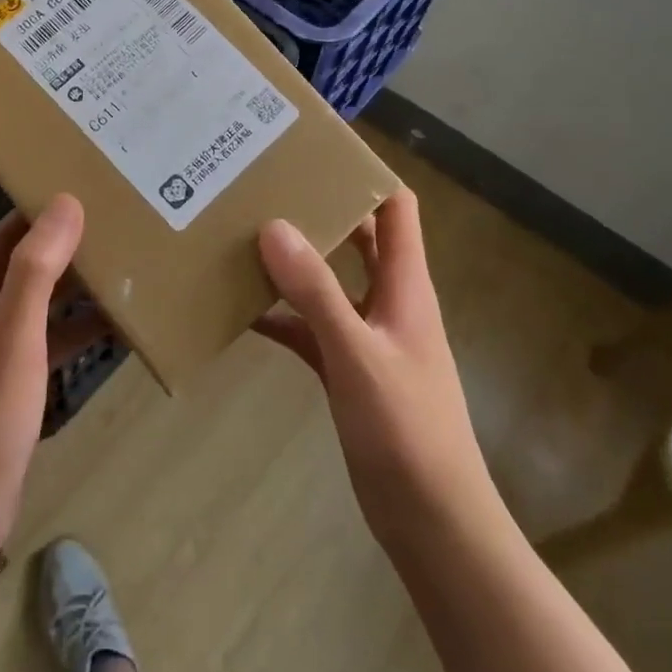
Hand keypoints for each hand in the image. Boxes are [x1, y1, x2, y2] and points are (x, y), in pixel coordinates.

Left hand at [0, 136, 85, 560]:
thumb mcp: (14, 338)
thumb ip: (36, 270)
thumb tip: (63, 203)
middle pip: (4, 237)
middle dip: (35, 205)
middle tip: (80, 171)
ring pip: (33, 281)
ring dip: (65, 259)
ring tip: (112, 229)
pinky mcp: (15, 370)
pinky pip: (50, 326)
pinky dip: (77, 315)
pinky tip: (118, 310)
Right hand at [255, 187, 494, 549]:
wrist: (430, 520)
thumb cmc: (406, 430)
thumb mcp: (356, 354)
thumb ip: (316, 291)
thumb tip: (275, 225)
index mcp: (405, 285)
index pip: (396, 208)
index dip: (366, 175)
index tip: (316, 151)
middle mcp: (388, 301)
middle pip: (356, 238)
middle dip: (320, 210)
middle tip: (266, 186)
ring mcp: (366, 336)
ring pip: (328, 282)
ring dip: (294, 262)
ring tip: (243, 235)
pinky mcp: (347, 370)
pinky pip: (309, 329)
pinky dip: (282, 316)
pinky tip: (241, 310)